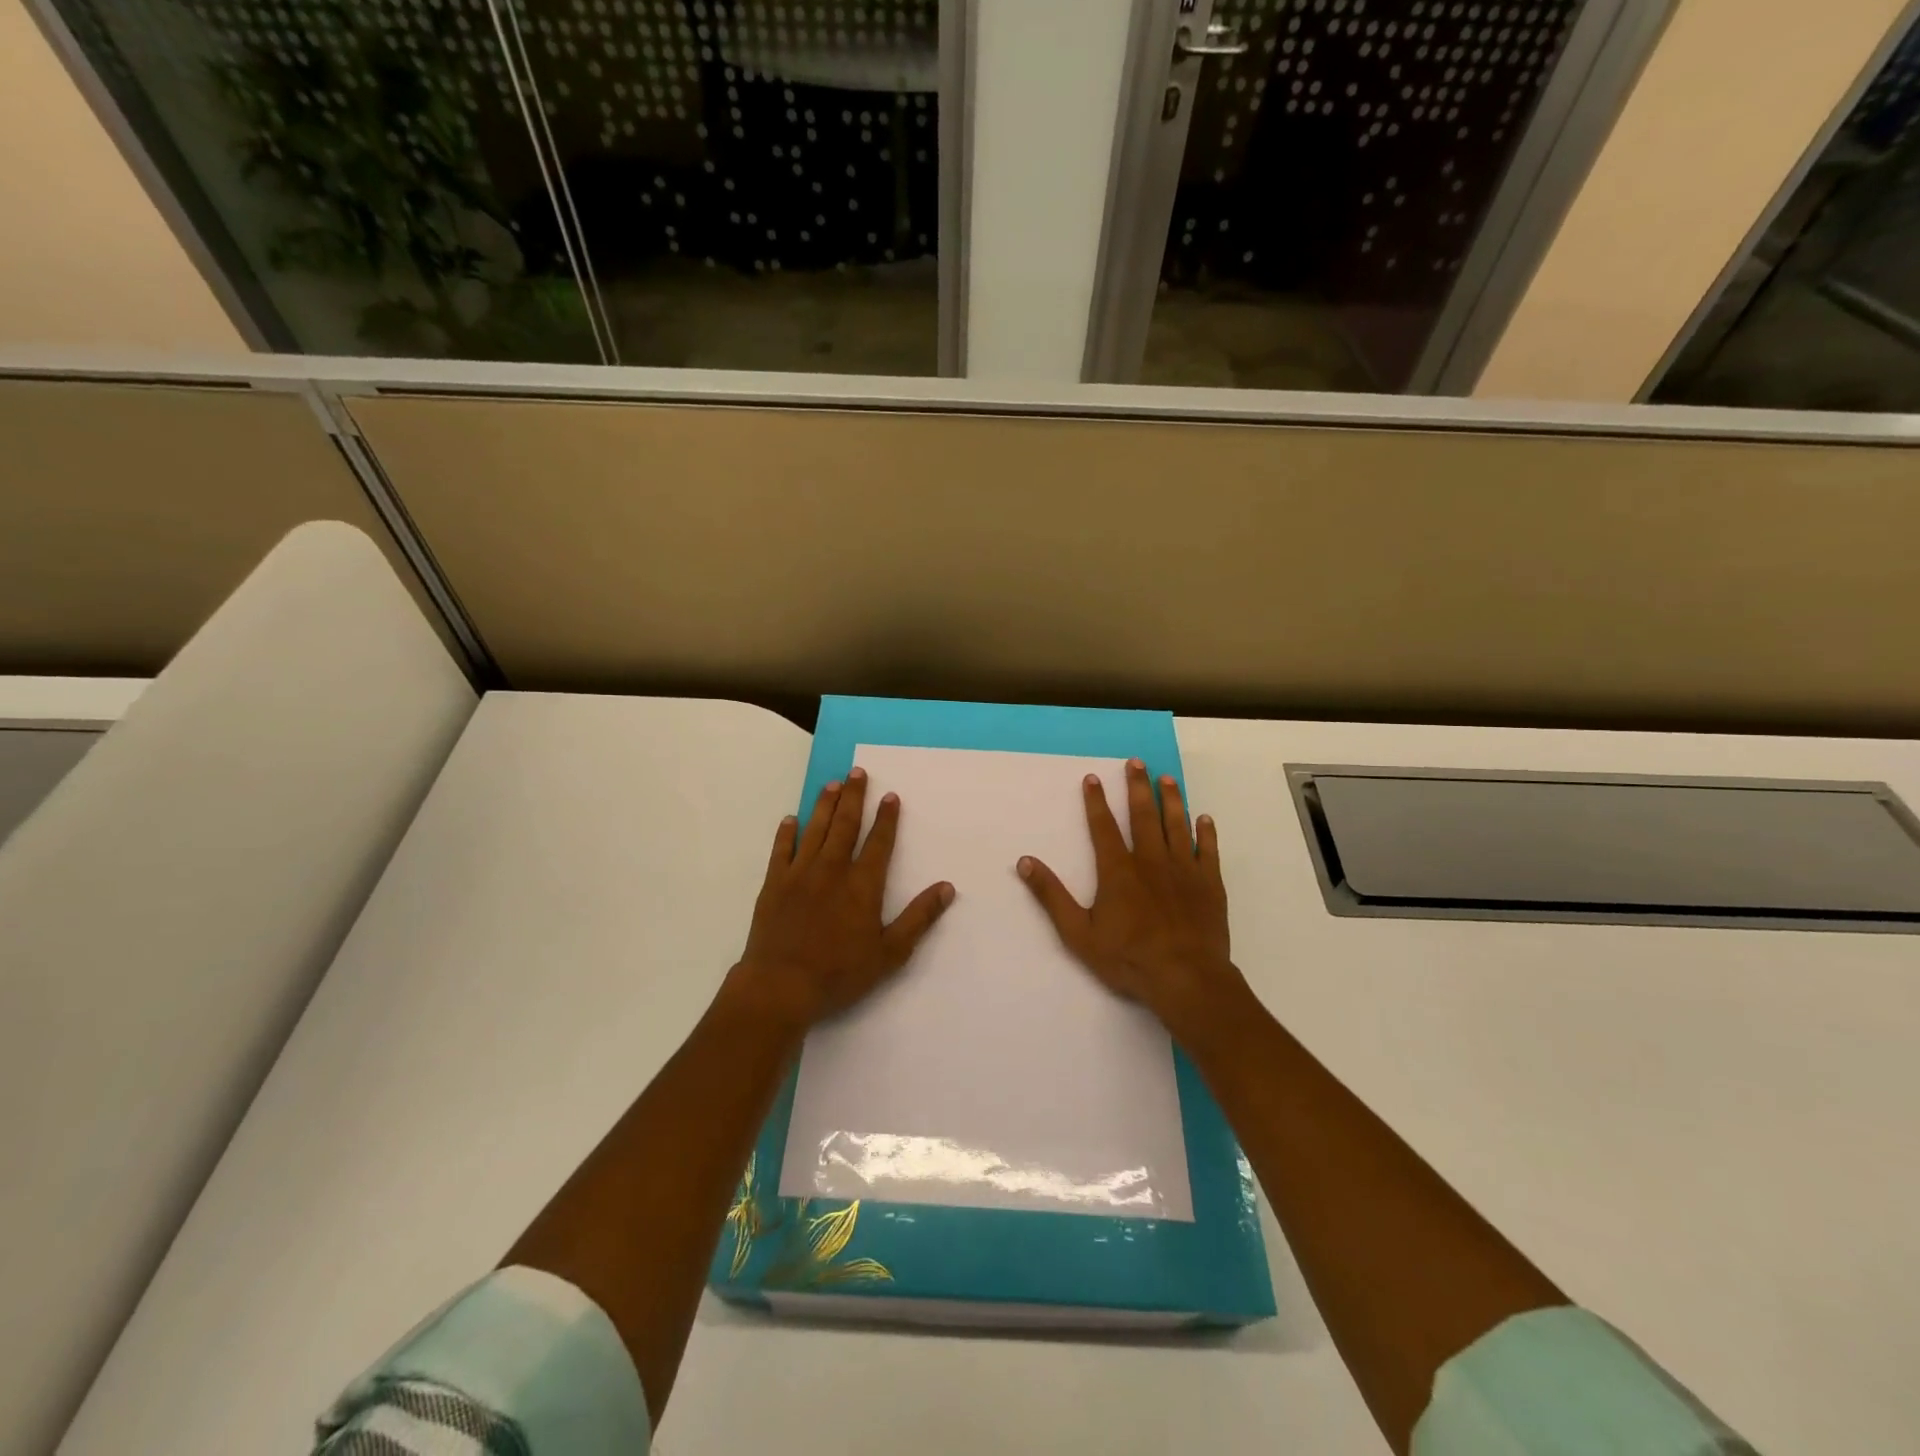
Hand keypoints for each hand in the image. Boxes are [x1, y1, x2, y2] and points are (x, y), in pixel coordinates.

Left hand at [728, 767, 954, 1034]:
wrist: (781, 986)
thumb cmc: (840, 972)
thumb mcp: (890, 952)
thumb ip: (919, 918)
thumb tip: (947, 887)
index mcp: (862, 884)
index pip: (879, 842)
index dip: (887, 818)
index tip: (891, 796)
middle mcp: (832, 869)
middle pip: (845, 825)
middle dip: (854, 797)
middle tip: (857, 771)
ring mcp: (800, 874)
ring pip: (815, 830)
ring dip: (825, 805)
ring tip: (832, 784)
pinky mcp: (774, 884)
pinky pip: (781, 850)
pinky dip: (786, 832)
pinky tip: (791, 819)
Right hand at [1018, 758, 1246, 1039]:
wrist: (1186, 978)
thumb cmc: (1128, 958)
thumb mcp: (1078, 932)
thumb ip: (1052, 896)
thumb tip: (1026, 862)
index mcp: (1118, 870)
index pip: (1103, 826)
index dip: (1096, 801)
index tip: (1093, 778)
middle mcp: (1151, 861)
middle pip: (1143, 815)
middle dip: (1137, 787)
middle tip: (1137, 762)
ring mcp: (1184, 870)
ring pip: (1176, 825)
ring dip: (1171, 800)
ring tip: (1167, 779)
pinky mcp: (1209, 884)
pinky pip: (1208, 850)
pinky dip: (1205, 832)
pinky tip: (1204, 818)